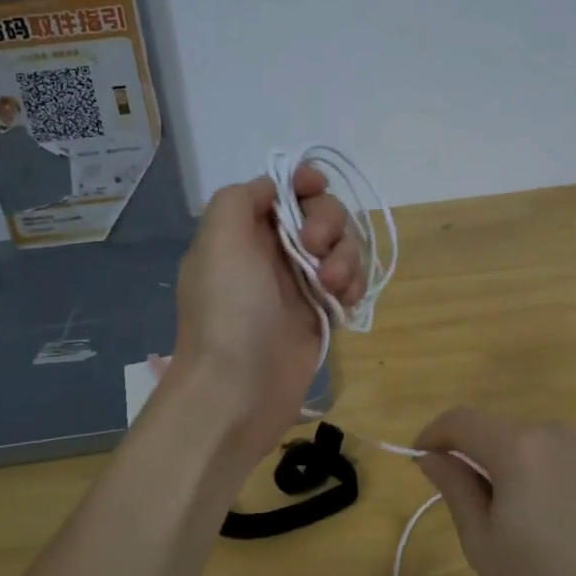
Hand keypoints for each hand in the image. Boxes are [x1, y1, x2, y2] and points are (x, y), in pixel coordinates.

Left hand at [170, 166, 364, 464]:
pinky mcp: (321, 313)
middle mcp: (271, 253)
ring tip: (334, 287)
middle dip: (328, 222)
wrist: (238, 391)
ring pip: (341, 248)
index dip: (302, 183)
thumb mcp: (219, 241)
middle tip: (316, 248)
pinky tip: (348, 302)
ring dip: (346, 257)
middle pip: (318, 214)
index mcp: (242, 232)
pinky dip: (356, 285)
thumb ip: (241, 199)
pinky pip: (350, 283)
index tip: (316, 187)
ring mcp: (299, 284)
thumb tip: (272, 189)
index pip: (280, 191)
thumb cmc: (229, 312)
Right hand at [411, 410, 575, 575]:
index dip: (435, 434)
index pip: (461, 420)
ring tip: (541, 531)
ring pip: (544, 449)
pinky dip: (563, 481)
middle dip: (484, 463)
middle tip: (487, 517)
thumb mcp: (487, 549)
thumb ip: (456, 491)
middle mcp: (559, 432)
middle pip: (505, 435)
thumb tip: (431, 456)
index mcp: (519, 448)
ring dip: (527, 473)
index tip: (423, 459)